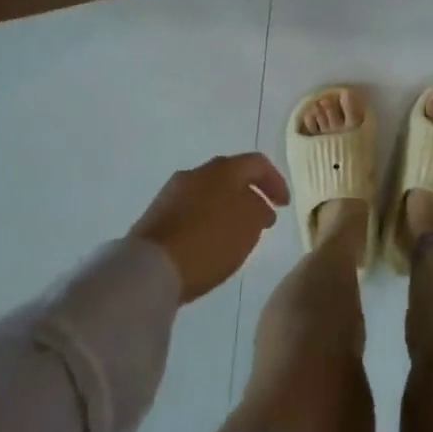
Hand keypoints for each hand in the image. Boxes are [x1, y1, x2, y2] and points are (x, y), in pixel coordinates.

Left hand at [130, 153, 290, 303]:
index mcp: (225, 168)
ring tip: (235, 232)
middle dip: (249, 194)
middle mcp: (198, 171)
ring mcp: (173, 191)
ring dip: (227, 206)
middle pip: (231, 175)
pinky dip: (206, 218)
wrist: (148, 268)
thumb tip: (257, 205)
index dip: (275, 181)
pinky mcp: (156, 213)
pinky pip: (191, 208)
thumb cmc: (208, 242)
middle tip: (262, 218)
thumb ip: (260, 210)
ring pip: (210, 191)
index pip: (258, 163)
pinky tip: (209, 240)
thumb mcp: (249, 227)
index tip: (284, 205)